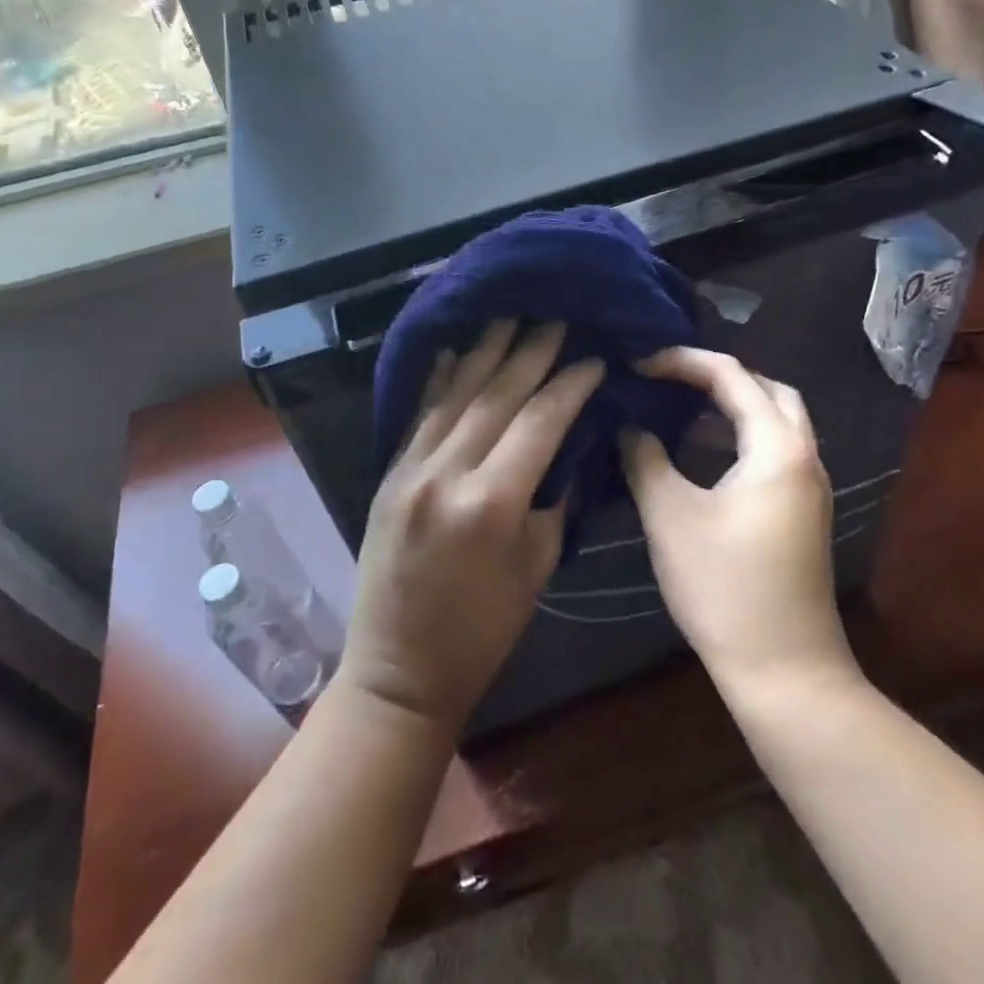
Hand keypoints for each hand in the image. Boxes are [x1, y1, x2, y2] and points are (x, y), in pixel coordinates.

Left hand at [342, 321, 604, 732]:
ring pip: (456, 395)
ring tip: (511, 314)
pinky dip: (440, 379)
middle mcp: (446, 474)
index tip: (594, 358)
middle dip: (531, 352)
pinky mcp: (389, 473)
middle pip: (497, 396)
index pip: (540, 422)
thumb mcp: (537, 566)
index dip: (570, 385)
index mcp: (491, 504)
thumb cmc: (484, 630)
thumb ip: (552, 497)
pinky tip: (455, 348)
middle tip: (556, 317)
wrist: (399, 669)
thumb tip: (568, 443)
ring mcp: (410, 469)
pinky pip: (420, 414)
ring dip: (486, 351)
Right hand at [620, 348, 854, 692]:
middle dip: (717, 375)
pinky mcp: (802, 511)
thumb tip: (629, 426)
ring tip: (678, 406)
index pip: (732, 375)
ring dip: (731, 405)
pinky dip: (739, 436)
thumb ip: (645, 459)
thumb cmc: (724, 587)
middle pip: (766, 388)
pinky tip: (701, 454)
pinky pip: (773, 450)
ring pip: (775, 420)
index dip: (682, 361)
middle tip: (667, 378)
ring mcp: (809, 486)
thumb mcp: (670, 516)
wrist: (785, 671)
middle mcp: (804, 456)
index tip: (638, 365)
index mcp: (777, 447)